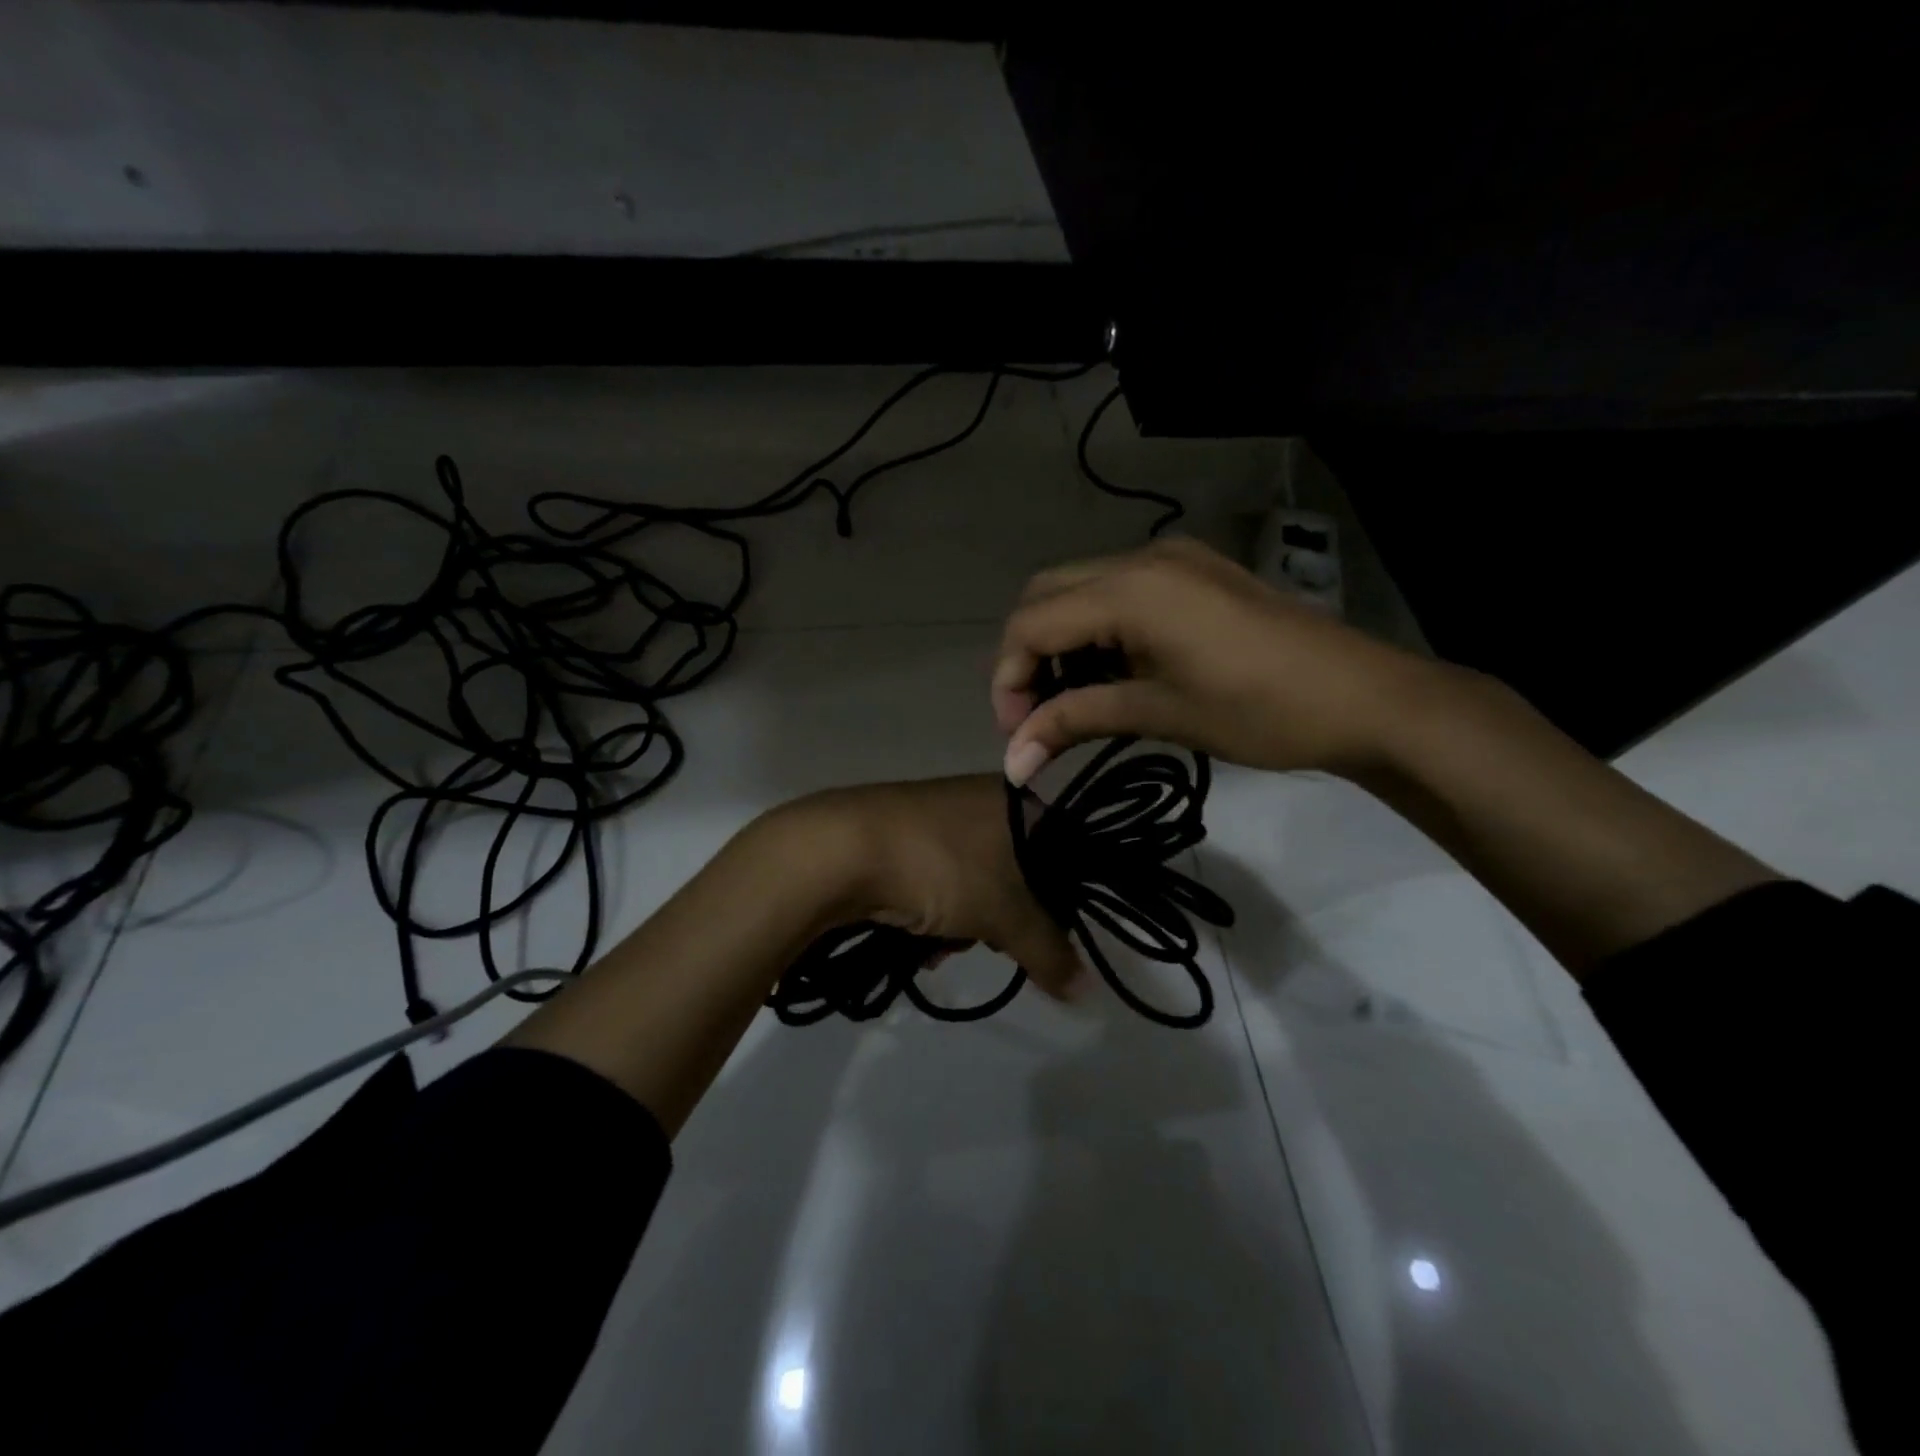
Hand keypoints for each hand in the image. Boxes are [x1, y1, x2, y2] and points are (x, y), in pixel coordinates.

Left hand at [766, 774, 1085, 998]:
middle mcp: (982, 798)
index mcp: (1017, 800)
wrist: (840, 849)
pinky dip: (935, 911)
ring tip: (943, 944)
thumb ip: (1049, 952)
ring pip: (977, 883)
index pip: (1066, 852)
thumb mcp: (1005, 914)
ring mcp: (939, 815)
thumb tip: (1086, 993)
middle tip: (991, 941)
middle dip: (1005, 920)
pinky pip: (940, 880)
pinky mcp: (903, 834)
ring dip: (967, 924)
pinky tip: (918, 937)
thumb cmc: (941, 867)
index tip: (1046, 937)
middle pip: (1019, 874)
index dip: (1060, 901)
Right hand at [992, 538, 1431, 783]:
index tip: (1017, 735)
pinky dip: (1097, 629)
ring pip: (1080, 590)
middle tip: (1037, 714)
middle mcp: (1141, 558)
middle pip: (1045, 595)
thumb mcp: (1160, 714)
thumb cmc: (1261, 712)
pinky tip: (1113, 671)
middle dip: (1027, 655)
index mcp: (1131, 591)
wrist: (1365, 697)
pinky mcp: (1194, 572)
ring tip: (1073, 700)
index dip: (1009, 680)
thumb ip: (1075, 722)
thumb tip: (1012, 763)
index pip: (1031, 623)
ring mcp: (1172, 559)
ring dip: (1061, 642)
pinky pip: (1119, 590)